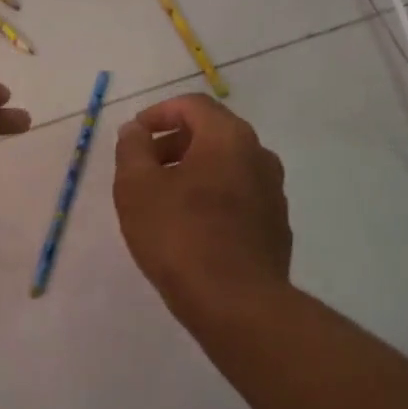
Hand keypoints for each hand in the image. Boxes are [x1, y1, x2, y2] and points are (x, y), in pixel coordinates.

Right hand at [113, 94, 290, 324]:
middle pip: (212, 133)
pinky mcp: (276, 226)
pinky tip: (191, 228)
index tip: (134, 135)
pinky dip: (213, 198)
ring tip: (163, 200)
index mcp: (229, 137)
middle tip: (143, 168)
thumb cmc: (180, 236)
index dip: (158, 113)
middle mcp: (259, 155)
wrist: (236, 303)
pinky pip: (239, 197)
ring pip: (227, 167)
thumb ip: (132, 149)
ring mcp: (273, 192)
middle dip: (174, 143)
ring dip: (193, 172)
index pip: (192, 105)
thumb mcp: (137, 187)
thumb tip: (136, 130)